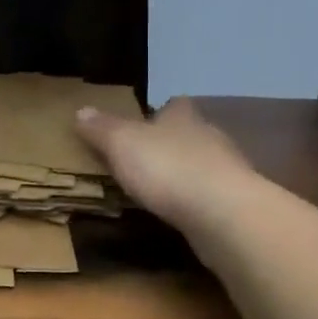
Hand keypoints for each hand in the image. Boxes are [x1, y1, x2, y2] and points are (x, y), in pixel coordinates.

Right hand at [74, 97, 254, 235]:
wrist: (224, 213)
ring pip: (203, 164)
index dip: (160, 111)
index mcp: (182, 117)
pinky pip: (211, 195)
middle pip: (189, 133)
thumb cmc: (168, 167)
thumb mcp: (121, 143)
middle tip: (144, 159)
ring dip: (185, 174)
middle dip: (170, 143)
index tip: (145, 121)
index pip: (174, 105)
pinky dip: (196, 201)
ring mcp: (228, 170)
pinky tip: (182, 213)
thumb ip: (101, 128)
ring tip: (159, 189)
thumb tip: (81, 110)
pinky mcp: (236, 203)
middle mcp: (209, 136)